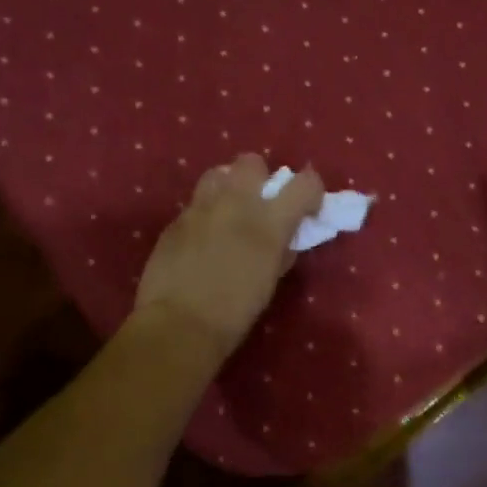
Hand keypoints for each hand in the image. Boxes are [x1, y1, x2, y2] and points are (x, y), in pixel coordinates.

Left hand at [133, 154, 325, 359]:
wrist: (179, 324)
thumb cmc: (235, 311)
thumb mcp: (270, 281)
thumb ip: (281, 251)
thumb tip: (285, 240)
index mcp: (269, 221)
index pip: (305, 183)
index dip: (311, 191)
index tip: (307, 208)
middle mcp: (236, 202)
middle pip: (252, 162)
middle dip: (261, 178)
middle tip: (260, 204)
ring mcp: (201, 207)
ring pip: (218, 174)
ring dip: (229, 187)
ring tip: (228, 212)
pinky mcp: (175, 220)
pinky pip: (196, 204)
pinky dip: (206, 214)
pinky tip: (202, 239)